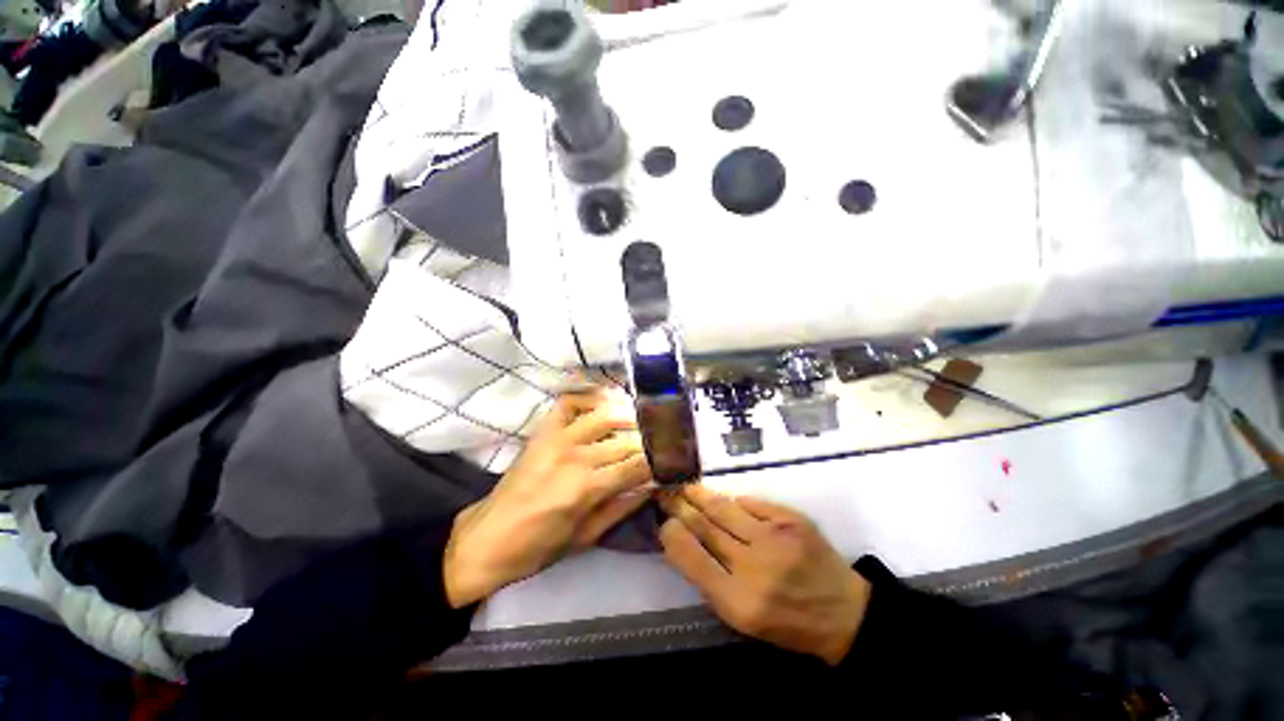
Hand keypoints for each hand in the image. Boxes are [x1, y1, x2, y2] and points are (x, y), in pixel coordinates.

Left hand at [443, 390, 653, 606]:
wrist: (488, 539)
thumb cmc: (539, 547)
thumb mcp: (587, 537)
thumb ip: (623, 507)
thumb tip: (653, 486)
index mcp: (587, 488)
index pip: (636, 465)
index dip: (659, 462)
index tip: (673, 459)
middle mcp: (575, 455)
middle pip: (625, 440)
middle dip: (650, 440)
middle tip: (666, 440)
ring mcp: (557, 438)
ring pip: (605, 415)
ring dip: (629, 415)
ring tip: (644, 421)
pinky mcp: (543, 431)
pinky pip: (569, 402)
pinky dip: (588, 396)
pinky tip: (605, 402)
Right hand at [658, 486, 869, 664]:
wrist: (843, 612)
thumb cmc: (787, 623)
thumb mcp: (742, 618)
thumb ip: (710, 580)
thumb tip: (683, 540)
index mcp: (739, 602)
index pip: (693, 558)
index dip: (673, 535)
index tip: (663, 522)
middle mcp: (755, 567)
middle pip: (706, 527)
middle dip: (680, 507)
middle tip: (664, 493)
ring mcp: (775, 538)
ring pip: (724, 509)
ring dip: (700, 495)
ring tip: (684, 486)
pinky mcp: (791, 519)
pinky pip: (750, 503)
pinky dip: (732, 501)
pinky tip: (721, 499)